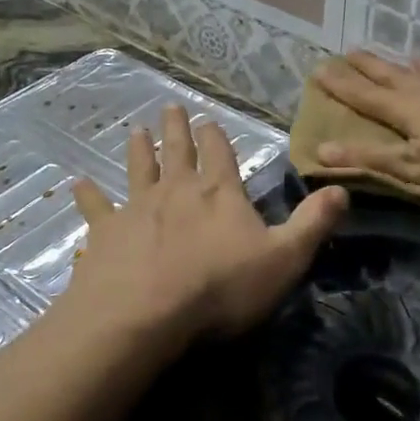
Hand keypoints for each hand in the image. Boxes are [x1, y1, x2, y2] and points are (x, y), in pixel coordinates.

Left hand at [62, 105, 347, 352]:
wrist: (145, 313)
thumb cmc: (220, 287)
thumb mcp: (284, 259)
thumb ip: (313, 224)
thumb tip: (342, 189)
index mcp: (220, 193)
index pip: (220, 154)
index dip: (216, 136)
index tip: (207, 118)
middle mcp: (177, 190)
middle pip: (178, 152)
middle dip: (176, 129)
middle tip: (170, 107)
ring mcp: (137, 208)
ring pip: (139, 170)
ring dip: (139, 150)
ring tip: (136, 131)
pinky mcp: (106, 233)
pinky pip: (96, 209)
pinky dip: (88, 196)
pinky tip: (77, 184)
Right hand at [313, 50, 419, 191]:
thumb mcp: (412, 166)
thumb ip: (370, 159)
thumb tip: (321, 150)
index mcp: (405, 109)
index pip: (364, 95)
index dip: (340, 84)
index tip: (318, 68)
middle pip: (393, 76)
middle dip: (370, 66)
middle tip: (351, 51)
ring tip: (412, 57)